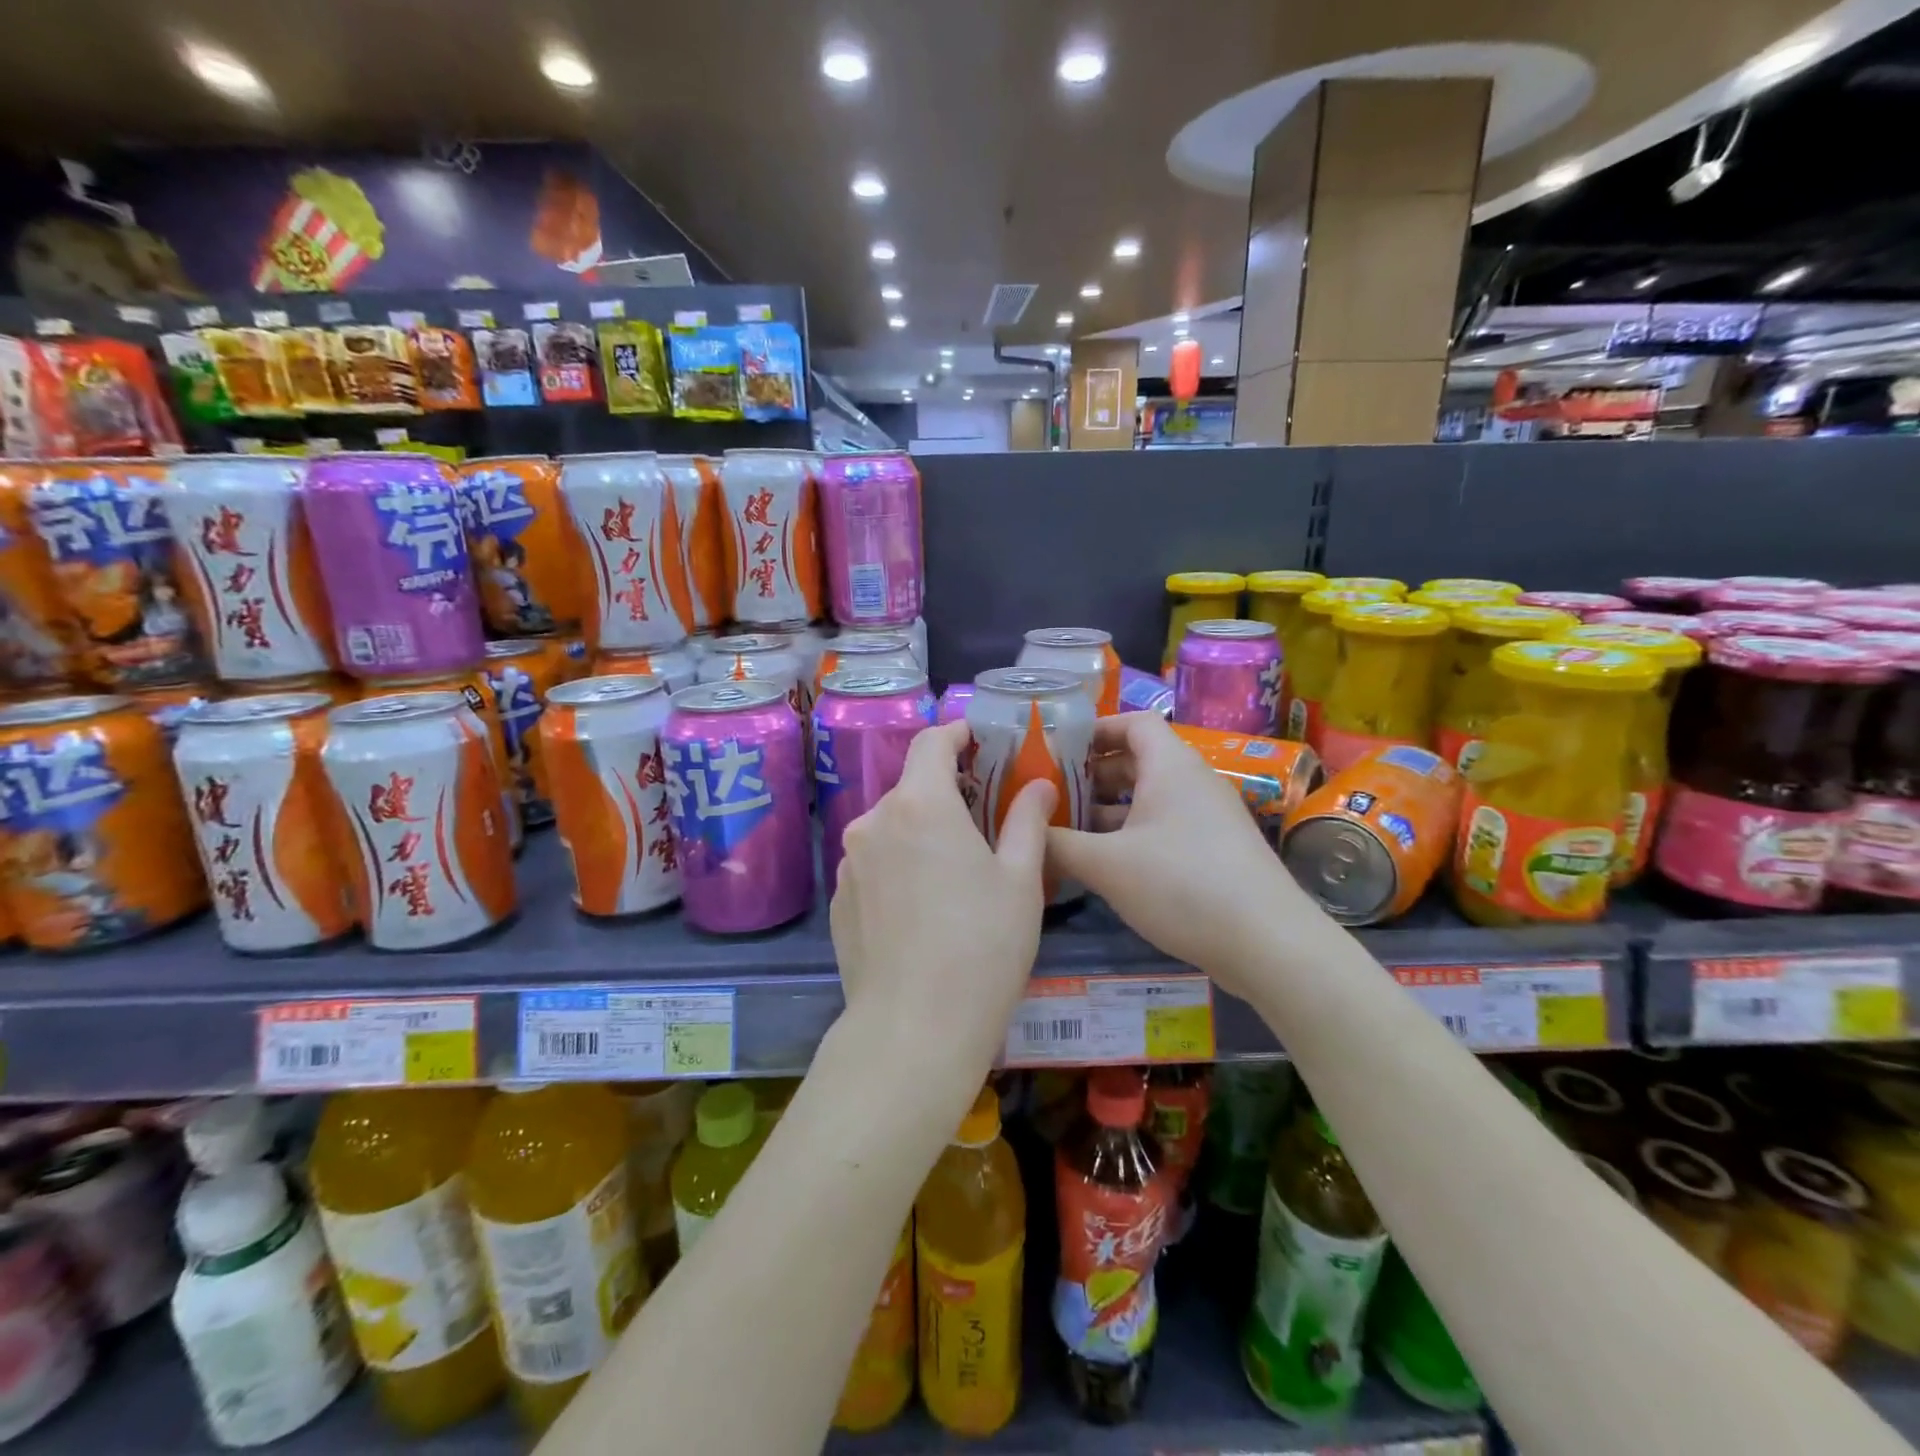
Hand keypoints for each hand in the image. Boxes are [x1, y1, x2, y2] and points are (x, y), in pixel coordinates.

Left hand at [830, 720, 1054, 1089]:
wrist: (913, 1030)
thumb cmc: (982, 947)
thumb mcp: (1021, 880)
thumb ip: (1028, 821)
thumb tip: (1038, 784)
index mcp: (919, 804)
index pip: (932, 742)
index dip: (958, 734)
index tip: (980, 740)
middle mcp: (873, 821)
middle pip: (912, 787)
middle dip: (946, 792)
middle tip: (984, 818)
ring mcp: (849, 862)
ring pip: (891, 827)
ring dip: (921, 832)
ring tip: (955, 869)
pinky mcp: (839, 900)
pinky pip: (874, 864)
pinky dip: (899, 866)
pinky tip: (923, 907)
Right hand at [1048, 713, 1320, 998]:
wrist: (1268, 943)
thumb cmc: (1181, 885)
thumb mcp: (1107, 865)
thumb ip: (1058, 845)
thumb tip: (1024, 834)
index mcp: (1171, 766)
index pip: (1133, 722)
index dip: (1095, 730)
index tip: (1056, 749)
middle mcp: (1192, 783)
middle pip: (1137, 761)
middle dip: (1092, 776)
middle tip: (1050, 796)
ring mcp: (1208, 818)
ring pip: (1149, 800)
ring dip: (1109, 812)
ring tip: (1066, 832)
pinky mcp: (1216, 852)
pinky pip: (1165, 828)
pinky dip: (1132, 836)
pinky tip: (1104, 867)